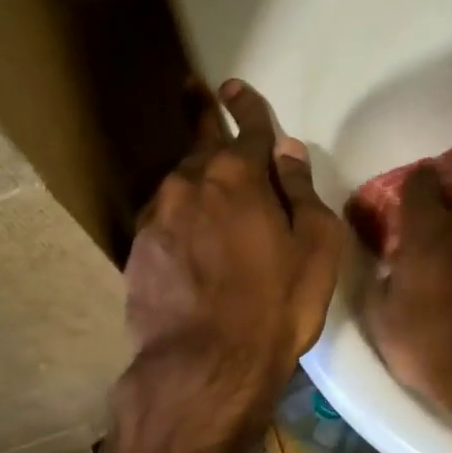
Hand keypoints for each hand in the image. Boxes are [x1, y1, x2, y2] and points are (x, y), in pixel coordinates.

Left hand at [122, 80, 343, 450]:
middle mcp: (189, 183)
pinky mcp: (137, 249)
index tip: (233, 87)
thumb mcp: (314, 249)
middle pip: (200, 142)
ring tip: (202, 179)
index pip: (246, 126)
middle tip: (196, 92)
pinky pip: (163, 217)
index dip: (246, 105)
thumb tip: (288, 152)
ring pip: (179, 182)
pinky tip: (185, 231)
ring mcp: (157, 216)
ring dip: (193, 175)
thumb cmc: (274, 306)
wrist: (205, 365)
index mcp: (238, 176)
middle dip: (204, 116)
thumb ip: (301, 193)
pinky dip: (178, 214)